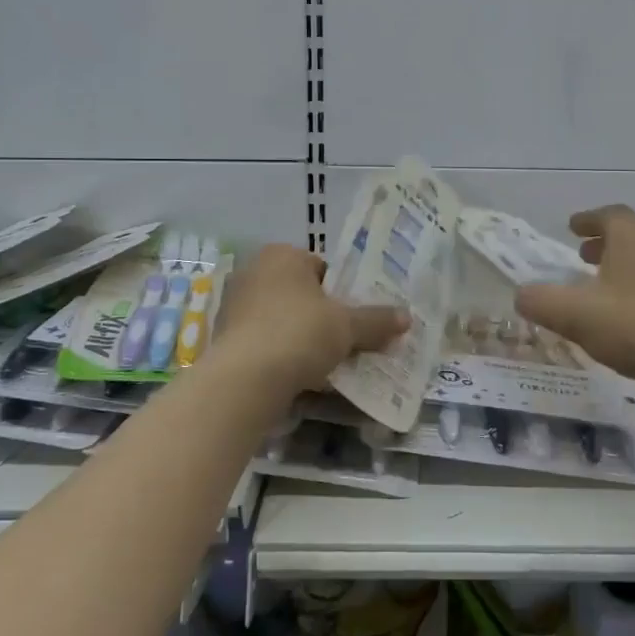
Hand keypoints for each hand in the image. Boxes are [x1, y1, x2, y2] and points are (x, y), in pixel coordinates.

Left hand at [214, 244, 407, 393]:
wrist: (245, 380)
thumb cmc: (299, 333)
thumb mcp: (347, 326)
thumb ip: (376, 320)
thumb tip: (407, 317)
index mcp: (281, 255)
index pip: (321, 267)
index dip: (343, 290)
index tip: (357, 314)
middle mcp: (253, 273)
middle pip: (302, 294)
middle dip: (324, 315)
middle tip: (349, 337)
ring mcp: (235, 307)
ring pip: (283, 320)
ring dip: (304, 337)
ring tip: (330, 361)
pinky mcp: (226, 340)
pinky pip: (266, 342)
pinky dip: (284, 355)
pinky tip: (303, 375)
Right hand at [514, 205, 634, 391]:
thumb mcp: (574, 314)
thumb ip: (540, 301)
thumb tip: (522, 295)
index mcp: (633, 237)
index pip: (609, 215)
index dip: (588, 220)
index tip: (572, 228)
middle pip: (631, 236)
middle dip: (605, 245)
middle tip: (583, 258)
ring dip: (625, 268)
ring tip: (605, 290)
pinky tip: (633, 318)